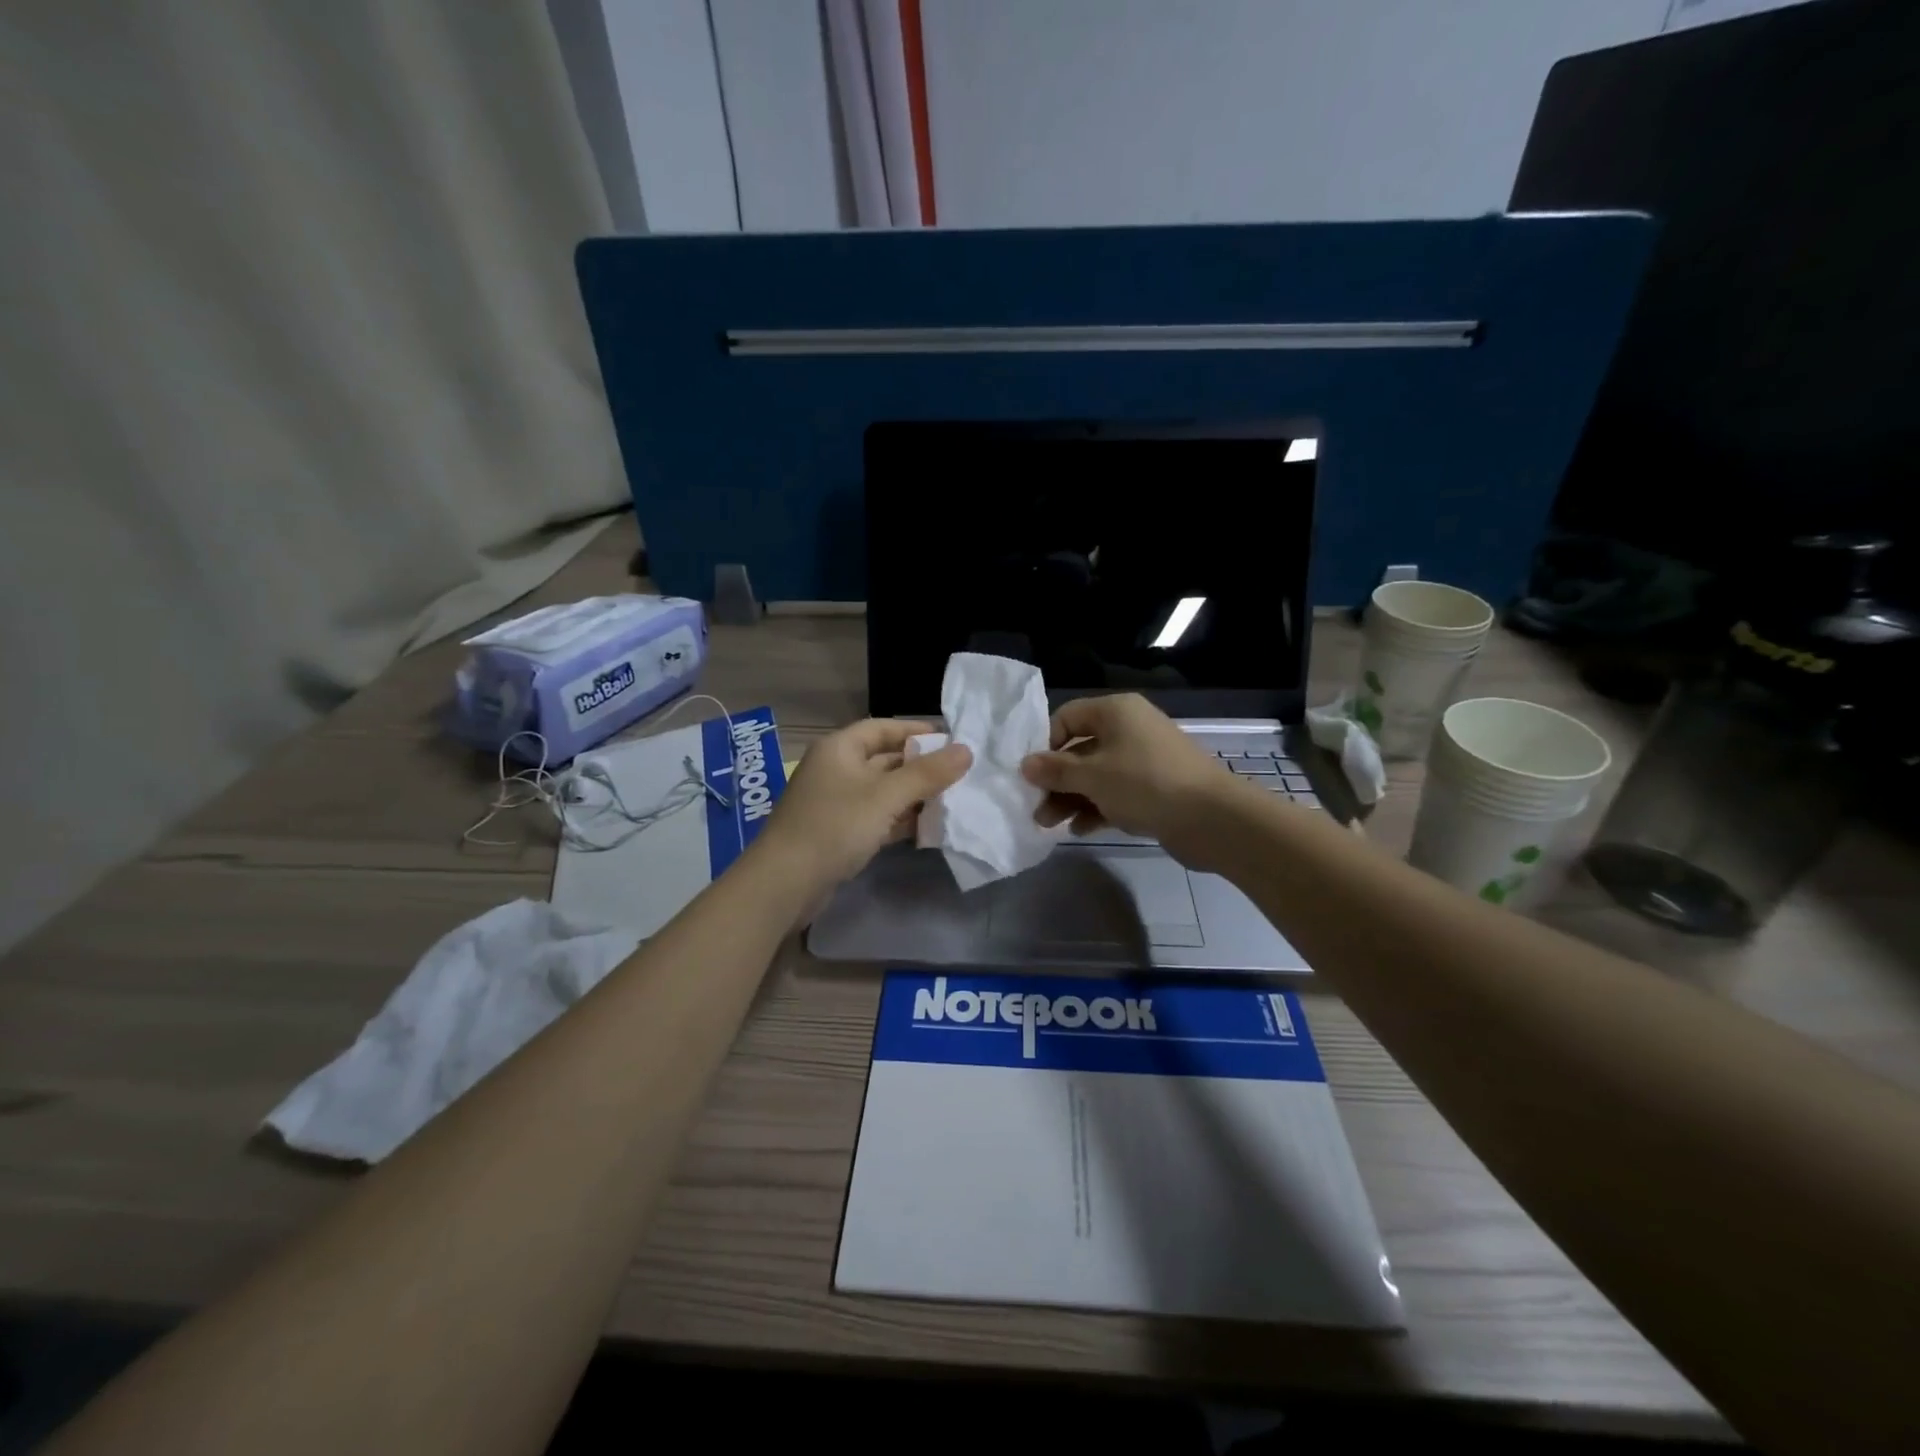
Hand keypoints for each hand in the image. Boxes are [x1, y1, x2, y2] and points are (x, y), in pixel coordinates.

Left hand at [750, 719, 970, 893]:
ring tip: (952, 802)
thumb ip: (927, 774)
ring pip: (882, 791)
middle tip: (959, 775)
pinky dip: (899, 820)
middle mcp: (836, 769)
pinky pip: (876, 817)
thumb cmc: (835, 826)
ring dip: (913, 796)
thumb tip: (966, 750)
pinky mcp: (838, 833)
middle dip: (921, 768)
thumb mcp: (885, 797)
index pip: (883, 728)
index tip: (951, 741)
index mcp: (840, 748)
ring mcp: (835, 803)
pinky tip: (927, 829)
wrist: (785, 883)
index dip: (917, 731)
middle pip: (885, 760)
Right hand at [1020, 694, 1241, 870]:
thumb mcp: (1092, 776)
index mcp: (1115, 712)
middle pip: (1080, 750)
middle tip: (1035, 808)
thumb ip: (1056, 770)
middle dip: (1056, 780)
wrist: (1212, 818)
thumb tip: (1025, 764)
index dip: (1045, 744)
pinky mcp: (1154, 788)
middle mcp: (1129, 729)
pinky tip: (1080, 830)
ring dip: (1071, 798)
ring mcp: (1144, 760)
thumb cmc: (1145, 784)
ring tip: (1050, 825)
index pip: (1067, 717)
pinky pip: (1116, 793)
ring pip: (1097, 775)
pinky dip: (1097, 808)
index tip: (1031, 773)